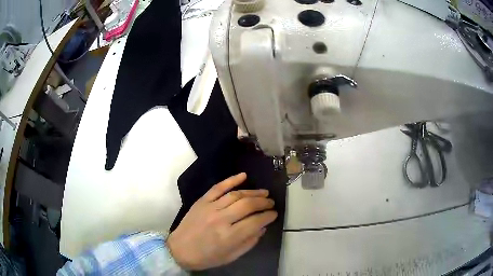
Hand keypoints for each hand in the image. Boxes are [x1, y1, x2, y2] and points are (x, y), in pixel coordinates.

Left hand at [166, 173, 276, 270]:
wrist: (179, 250)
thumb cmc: (206, 257)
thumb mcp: (231, 256)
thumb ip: (249, 242)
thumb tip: (263, 228)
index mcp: (229, 236)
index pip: (256, 221)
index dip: (268, 216)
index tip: (274, 214)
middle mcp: (221, 219)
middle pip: (248, 205)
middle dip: (264, 202)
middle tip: (271, 203)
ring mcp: (210, 207)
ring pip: (236, 195)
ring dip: (253, 192)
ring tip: (264, 192)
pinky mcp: (202, 201)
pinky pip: (218, 187)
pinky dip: (231, 180)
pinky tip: (243, 176)